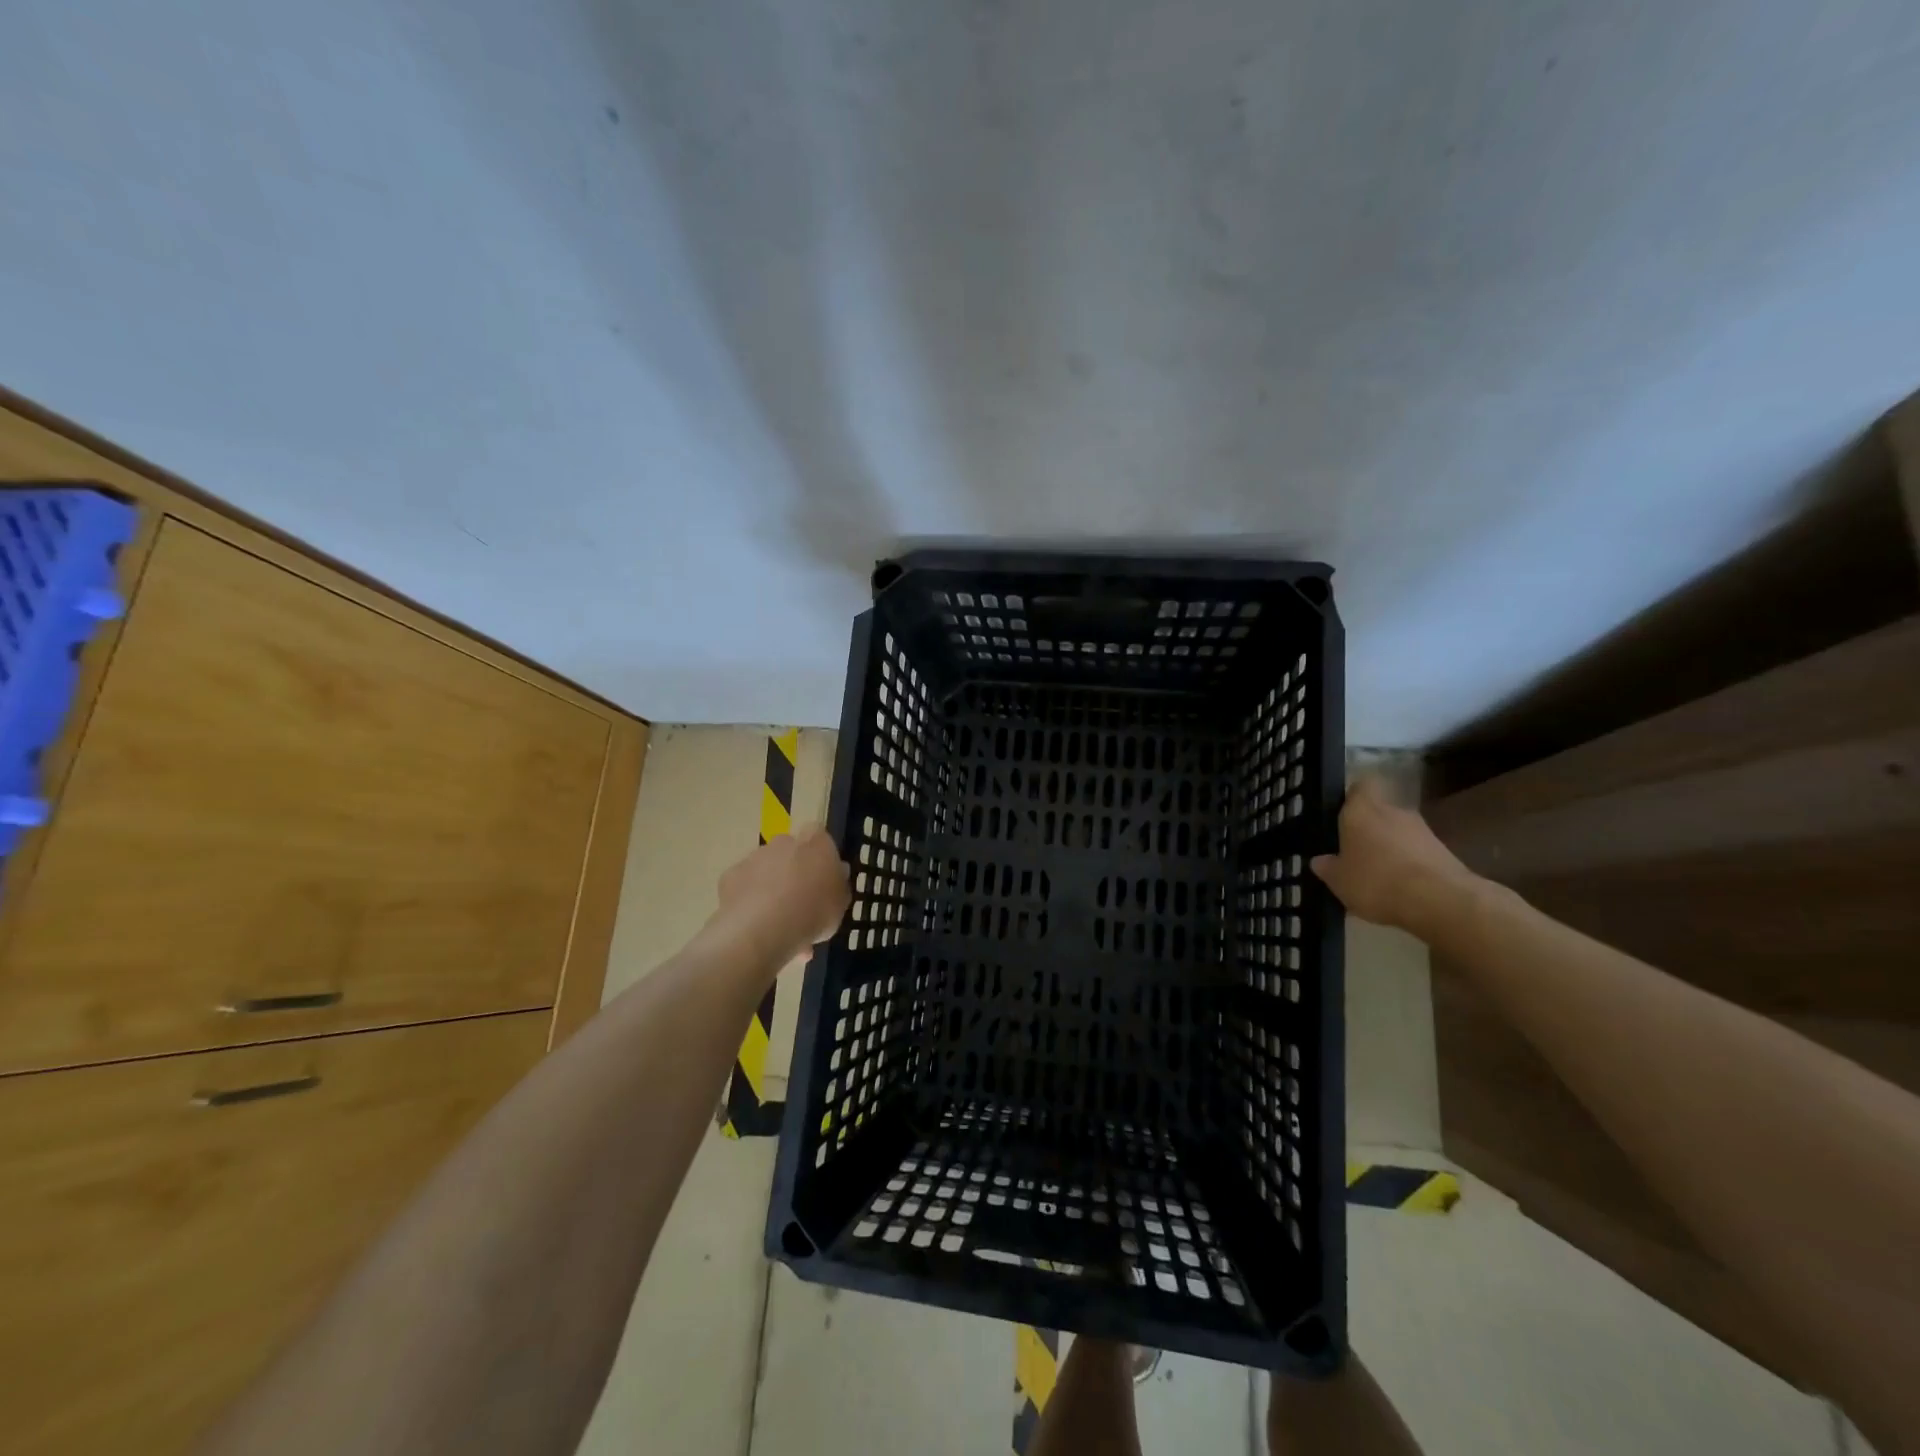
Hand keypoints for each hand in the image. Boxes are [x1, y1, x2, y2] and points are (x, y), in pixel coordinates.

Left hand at [712, 826, 851, 965]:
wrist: (762, 929)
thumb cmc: (813, 912)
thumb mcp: (840, 905)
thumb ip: (838, 886)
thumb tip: (836, 874)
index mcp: (816, 843)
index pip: (819, 834)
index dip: (820, 854)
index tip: (822, 877)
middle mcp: (784, 842)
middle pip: (790, 852)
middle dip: (793, 871)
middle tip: (799, 903)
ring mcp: (754, 857)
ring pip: (766, 870)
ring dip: (771, 888)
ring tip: (777, 924)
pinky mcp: (730, 876)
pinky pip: (744, 886)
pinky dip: (749, 900)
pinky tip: (755, 926)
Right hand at [1310, 778, 1479, 937]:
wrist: (1440, 901)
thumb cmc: (1376, 881)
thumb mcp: (1338, 880)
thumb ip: (1328, 867)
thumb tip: (1320, 860)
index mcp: (1361, 810)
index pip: (1360, 786)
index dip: (1352, 797)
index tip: (1342, 813)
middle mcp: (1393, 811)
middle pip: (1379, 811)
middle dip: (1369, 829)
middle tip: (1355, 852)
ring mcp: (1422, 830)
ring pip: (1399, 833)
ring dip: (1390, 848)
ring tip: (1378, 876)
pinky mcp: (1444, 851)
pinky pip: (1417, 852)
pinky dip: (1409, 865)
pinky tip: (1401, 888)